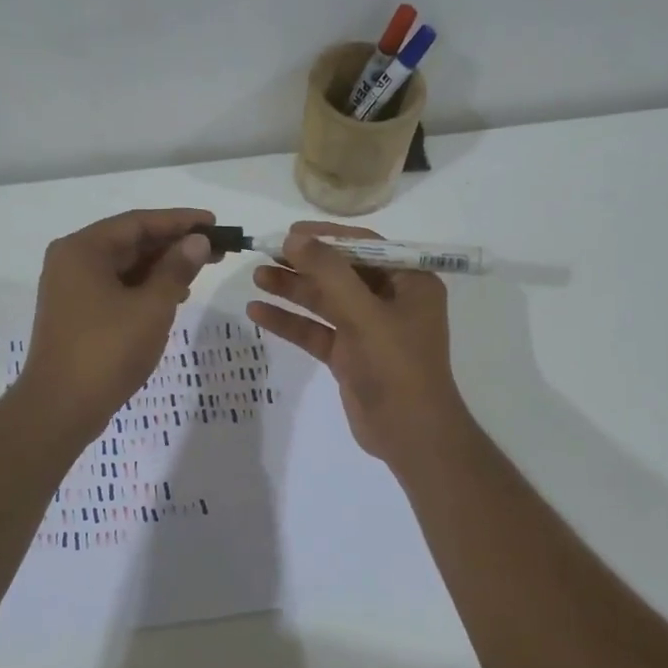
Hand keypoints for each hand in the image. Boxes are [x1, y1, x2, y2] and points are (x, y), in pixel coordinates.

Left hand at [17, 208, 216, 438]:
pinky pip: (116, 287)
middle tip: (216, 248)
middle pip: (130, 242)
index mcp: (83, 249)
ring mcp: (72, 288)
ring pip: (125, 266)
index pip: (138, 222)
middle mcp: (72, 261)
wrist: (61, 408)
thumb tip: (197, 241)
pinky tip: (174, 295)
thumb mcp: (152, 306)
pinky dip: (145, 287)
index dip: (180, 221)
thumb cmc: (107, 351)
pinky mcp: (77, 312)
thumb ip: (176, 268)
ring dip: (162, 266)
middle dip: (174, 244)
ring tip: (201, 270)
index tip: (214, 223)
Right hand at [246, 221, 469, 464]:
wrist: (411, 435)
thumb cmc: (397, 366)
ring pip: (325, 302)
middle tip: (265, 253)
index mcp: (409, 283)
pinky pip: (317, 331)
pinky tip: (258, 313)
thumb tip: (295, 238)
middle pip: (341, 272)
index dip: (327, 236)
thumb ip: (329, 274)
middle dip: (304, 264)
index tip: (290, 232)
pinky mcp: (349, 356)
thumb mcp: (364, 314)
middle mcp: (390, 300)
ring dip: (293, 290)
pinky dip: (290, 322)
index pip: (365, 246)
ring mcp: (369, 329)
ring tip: (256, 278)